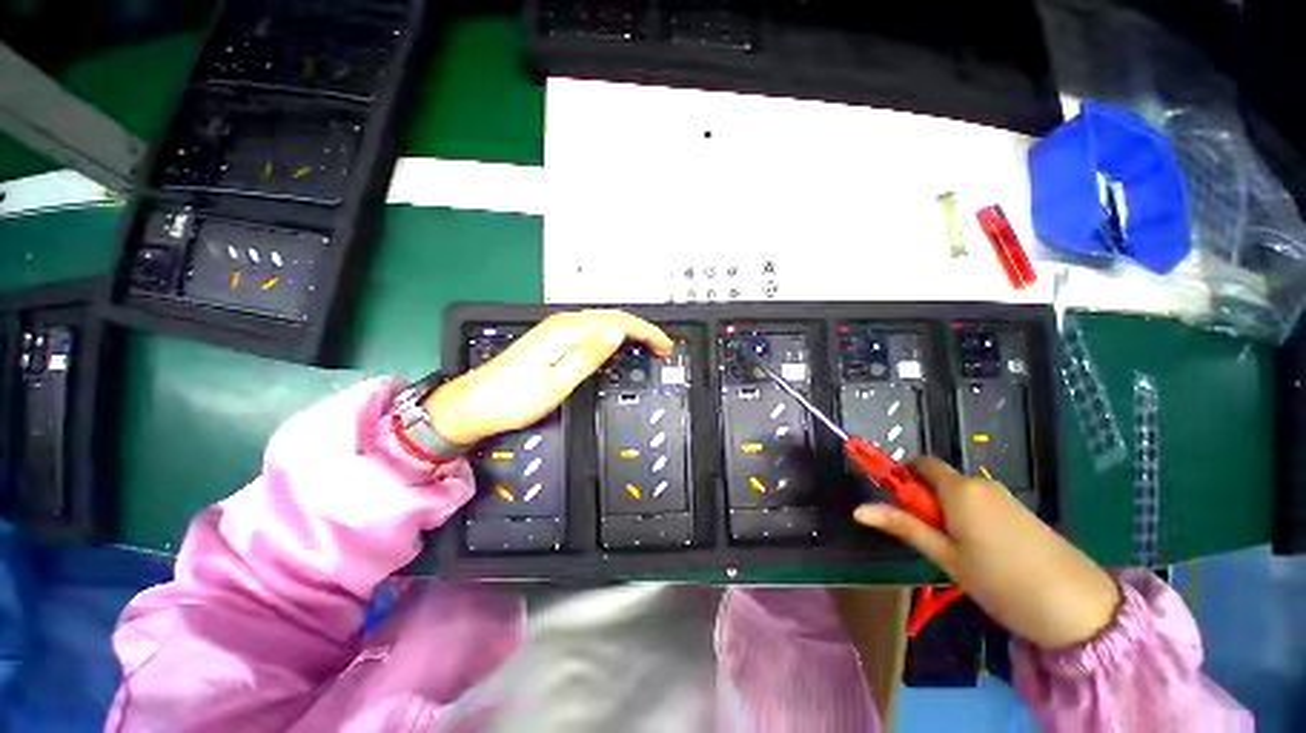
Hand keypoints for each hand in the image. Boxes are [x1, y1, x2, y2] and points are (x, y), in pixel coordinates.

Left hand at [423, 310, 672, 445]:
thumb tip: (619, 331)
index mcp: (568, 331)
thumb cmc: (516, 398)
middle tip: (662, 347)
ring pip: (602, 322)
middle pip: (612, 317)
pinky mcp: (552, 339)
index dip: (646, 332)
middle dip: (641, 329)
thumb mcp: (558, 381)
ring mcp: (556, 329)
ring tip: (646, 345)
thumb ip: (589, 355)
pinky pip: (591, 330)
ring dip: (628, 331)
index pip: (618, 322)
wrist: (473, 405)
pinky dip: (611, 335)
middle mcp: (564, 323)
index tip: (666, 346)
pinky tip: (616, 344)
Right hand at [853, 457, 1121, 649]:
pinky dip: (968, 517)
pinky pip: (981, 504)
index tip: (895, 501)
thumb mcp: (945, 556)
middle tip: (925, 537)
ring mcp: (1004, 497)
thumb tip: (857, 510)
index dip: (902, 475)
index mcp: (959, 488)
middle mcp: (981, 484)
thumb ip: (903, 526)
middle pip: (939, 479)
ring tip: (954, 551)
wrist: (1079, 608)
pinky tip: (981, 552)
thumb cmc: (1000, 580)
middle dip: (924, 498)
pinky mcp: (1020, 512)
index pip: (920, 463)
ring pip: (960, 493)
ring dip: (945, 511)